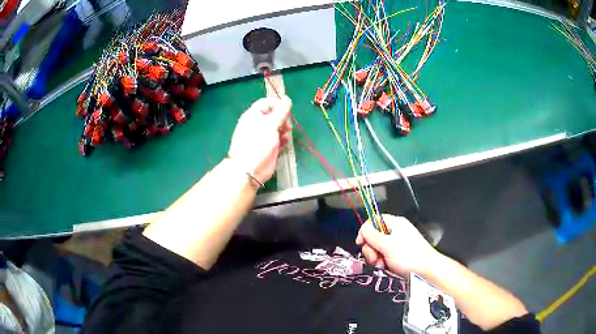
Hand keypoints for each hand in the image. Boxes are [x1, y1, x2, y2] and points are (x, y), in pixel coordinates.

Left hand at [228, 96, 291, 184]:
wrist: (250, 169)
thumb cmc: (257, 143)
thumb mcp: (270, 124)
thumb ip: (281, 111)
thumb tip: (287, 99)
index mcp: (253, 115)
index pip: (267, 103)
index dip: (278, 104)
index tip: (287, 109)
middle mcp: (258, 124)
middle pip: (274, 115)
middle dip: (283, 118)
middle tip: (287, 124)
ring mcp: (263, 136)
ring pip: (278, 127)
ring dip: (284, 129)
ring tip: (285, 134)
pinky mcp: (269, 147)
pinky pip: (278, 139)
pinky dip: (283, 139)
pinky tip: (285, 142)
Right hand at [355, 214, 439, 276]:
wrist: (426, 271)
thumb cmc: (408, 256)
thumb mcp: (388, 245)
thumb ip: (372, 235)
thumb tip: (362, 229)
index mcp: (395, 223)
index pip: (374, 220)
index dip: (365, 230)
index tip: (360, 243)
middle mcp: (395, 232)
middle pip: (374, 236)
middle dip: (371, 249)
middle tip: (375, 259)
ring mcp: (396, 245)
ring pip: (377, 249)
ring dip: (375, 258)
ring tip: (381, 265)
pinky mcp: (397, 256)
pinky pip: (383, 257)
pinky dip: (382, 263)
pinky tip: (385, 268)